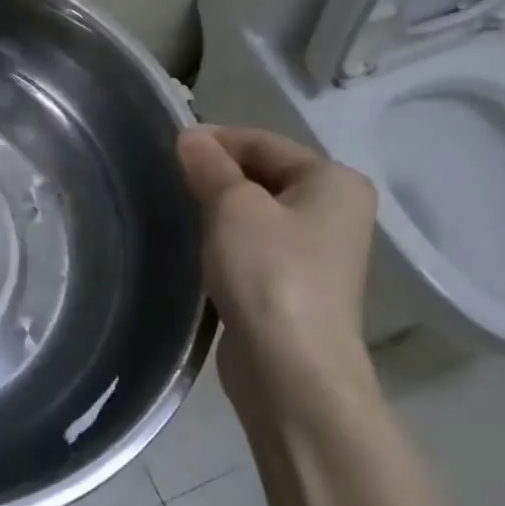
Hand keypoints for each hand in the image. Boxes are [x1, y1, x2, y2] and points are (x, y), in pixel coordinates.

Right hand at [178, 127, 378, 418]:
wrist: (290, 369)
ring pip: (258, 212)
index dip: (216, 140)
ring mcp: (318, 252)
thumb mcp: (233, 206)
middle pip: (264, 175)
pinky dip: (228, 241)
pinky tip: (200, 249)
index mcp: (334, 181)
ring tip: (180, 212)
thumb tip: (191, 136)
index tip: (169, 148)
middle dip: (217, 175)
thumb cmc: (268, 272)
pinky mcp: (296, 285)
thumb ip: (210, 166)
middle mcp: (335, 210)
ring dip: (220, 209)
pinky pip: (257, 246)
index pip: (264, 142)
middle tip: (170, 181)